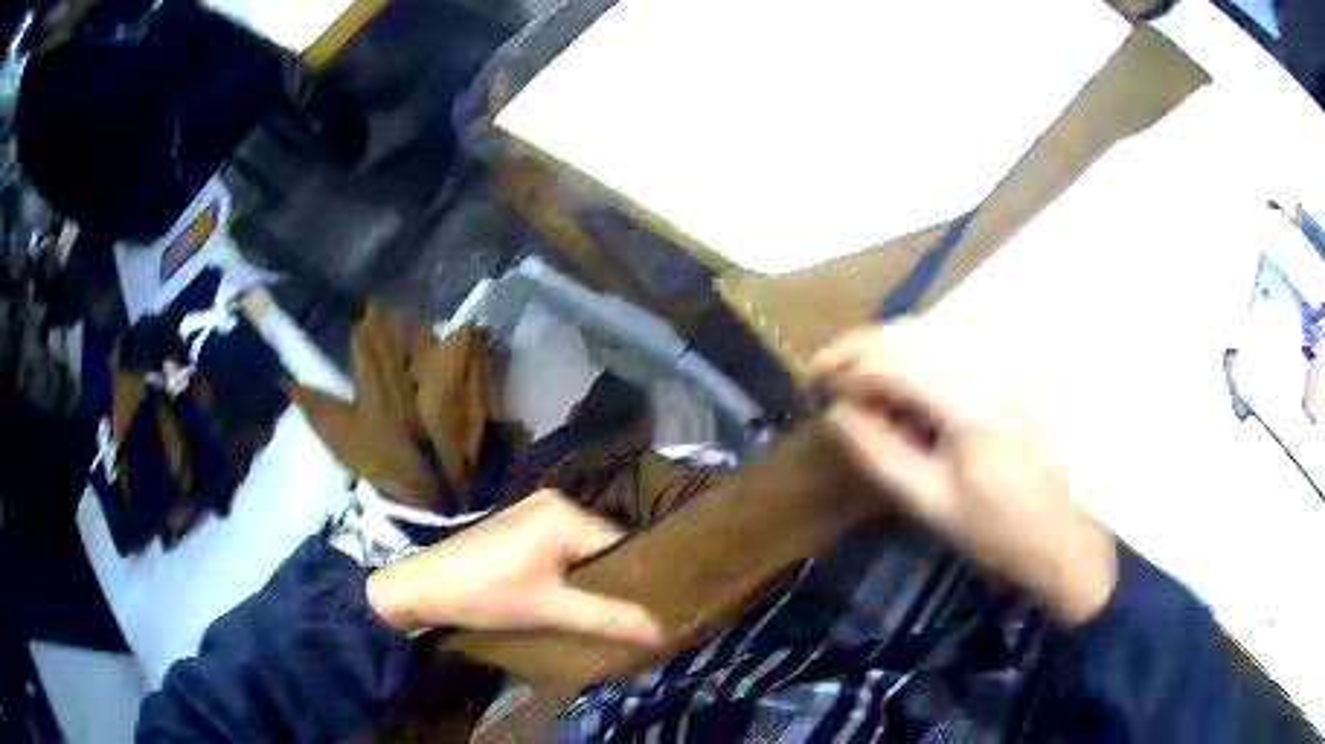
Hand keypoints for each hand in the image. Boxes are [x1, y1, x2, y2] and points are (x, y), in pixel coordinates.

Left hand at [366, 490, 664, 645]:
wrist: (421, 588)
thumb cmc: (487, 594)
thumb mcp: (551, 610)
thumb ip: (609, 619)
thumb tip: (663, 634)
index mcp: (565, 512)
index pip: (622, 544)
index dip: (639, 579)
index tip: (657, 609)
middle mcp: (554, 501)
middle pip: (601, 545)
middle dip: (614, 581)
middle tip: (634, 616)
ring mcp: (532, 511)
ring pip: (581, 549)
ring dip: (591, 579)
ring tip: (607, 611)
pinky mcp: (518, 526)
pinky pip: (560, 548)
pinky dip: (569, 572)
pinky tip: (571, 597)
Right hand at [810, 319, 1117, 625]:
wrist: (1064, 532)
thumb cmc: (998, 529)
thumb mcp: (930, 502)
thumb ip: (878, 452)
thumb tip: (836, 412)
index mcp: (967, 401)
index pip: (889, 361)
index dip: (842, 367)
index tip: (810, 386)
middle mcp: (985, 365)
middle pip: (905, 333)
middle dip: (857, 349)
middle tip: (825, 378)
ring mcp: (1001, 361)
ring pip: (927, 330)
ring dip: (884, 346)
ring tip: (857, 378)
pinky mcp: (1008, 368)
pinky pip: (949, 341)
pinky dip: (914, 350)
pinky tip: (901, 377)